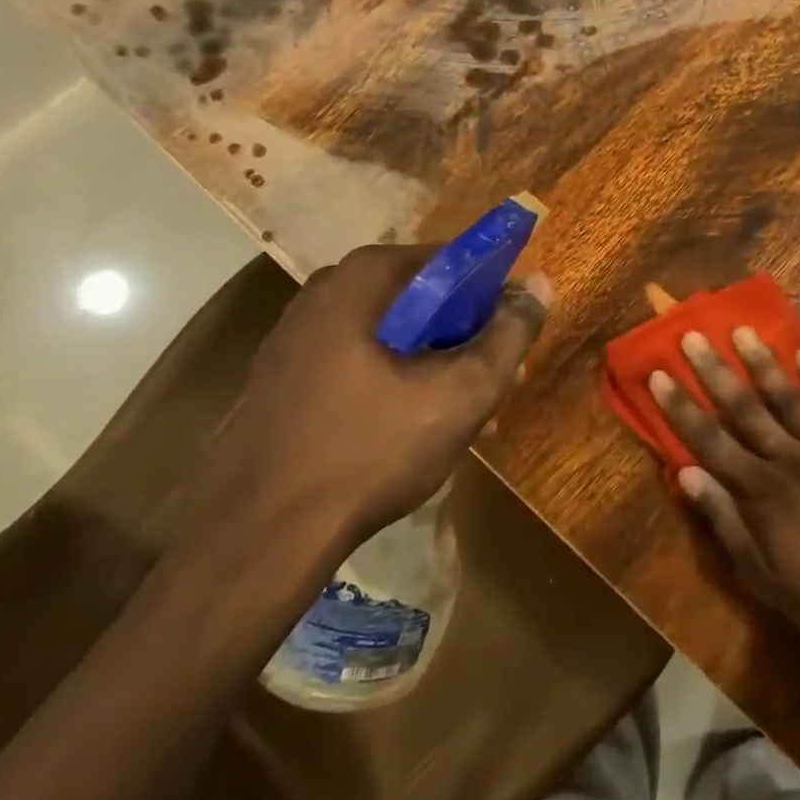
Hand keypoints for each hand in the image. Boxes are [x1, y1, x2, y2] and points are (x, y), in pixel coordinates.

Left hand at [195, 244, 549, 556]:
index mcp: (363, 279)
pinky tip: (410, 427)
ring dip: (432, 362)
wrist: (259, 539)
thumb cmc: (370, 451)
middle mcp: (324, 292)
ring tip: (462, 413)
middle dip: (463, 335)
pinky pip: (355, 360)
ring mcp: (294, 335)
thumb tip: (540, 284)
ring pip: (388, 333)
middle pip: (419, 298)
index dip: (492, 294)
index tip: (511, 336)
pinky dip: (391, 379)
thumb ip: (509, 335)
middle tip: (493, 380)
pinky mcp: (279, 377)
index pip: (451, 260)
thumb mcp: (462, 394)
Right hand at [651, 328, 799, 639]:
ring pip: (787, 397)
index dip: (681, 407)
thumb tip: (684, 474)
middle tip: (694, 335)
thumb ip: (723, 520)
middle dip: (715, 371)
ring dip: (763, 363)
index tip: (659, 374)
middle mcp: (786, 459)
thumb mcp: (758, 573)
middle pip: (744, 407)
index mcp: (758, 490)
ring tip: (744, 331)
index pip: (709, 440)